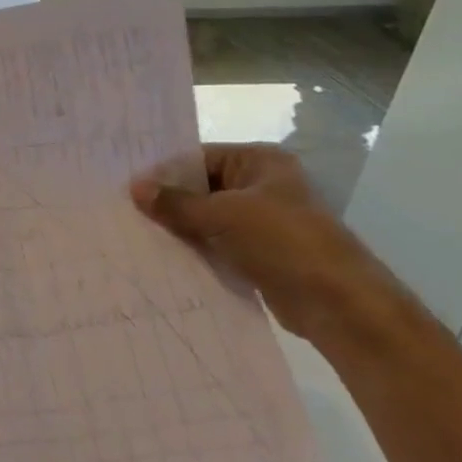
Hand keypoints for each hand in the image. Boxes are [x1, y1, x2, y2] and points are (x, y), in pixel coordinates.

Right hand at [130, 143, 407, 339]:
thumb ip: (177, 203)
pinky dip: (192, 248)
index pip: (198, 157)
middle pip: (200, 187)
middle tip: (123, 210)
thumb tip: (134, 187)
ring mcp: (260, 220)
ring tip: (134, 233)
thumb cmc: (284, 242)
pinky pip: (214, 243)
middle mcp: (259, 185)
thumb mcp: (223, 215)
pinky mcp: (256, 252)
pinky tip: (160, 255)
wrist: (337, 303)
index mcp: (259, 162)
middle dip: (167, 201)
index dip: (163, 171)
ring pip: (205, 217)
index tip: (126, 186)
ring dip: (177, 227)